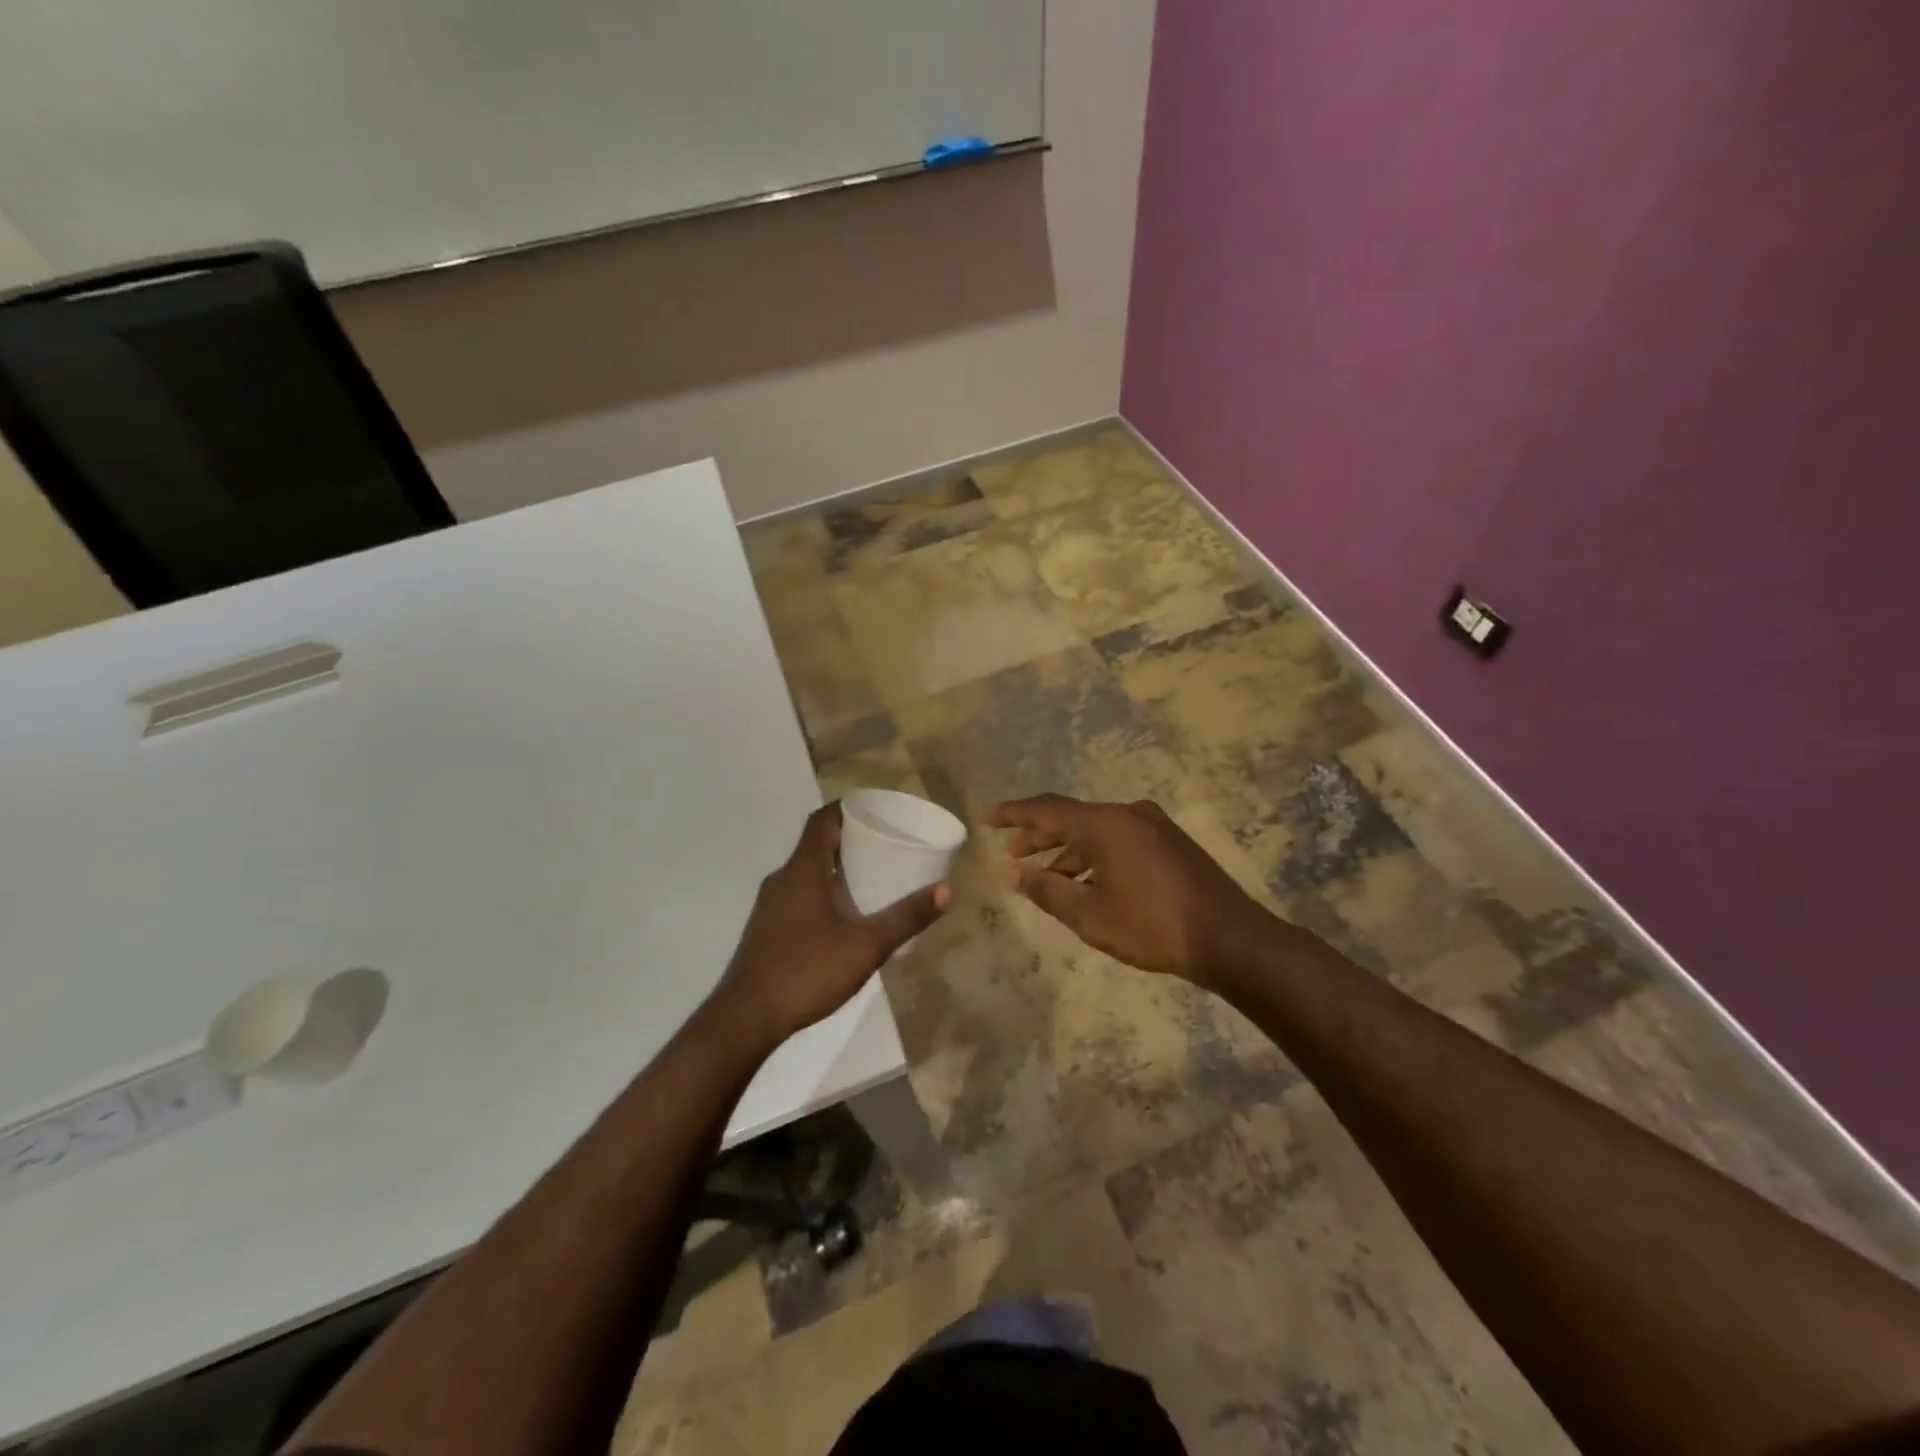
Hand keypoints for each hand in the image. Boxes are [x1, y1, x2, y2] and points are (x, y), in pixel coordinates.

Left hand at [711, 802, 951, 1048]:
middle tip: (887, 846)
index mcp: (802, 870)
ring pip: (807, 872)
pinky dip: (823, 892)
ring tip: (873, 879)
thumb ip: (905, 917)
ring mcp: (770, 905)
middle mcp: (782, 879)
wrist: (746, 1019)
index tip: (878, 811)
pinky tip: (845, 917)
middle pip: (816, 844)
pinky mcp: (767, 929)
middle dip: (850, 840)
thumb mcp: (866, 945)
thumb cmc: (806, 971)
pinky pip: (799, 895)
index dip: (848, 809)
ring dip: (836, 869)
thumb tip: (946, 890)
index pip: (822, 820)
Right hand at [990, 794, 1277, 985]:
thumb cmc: (1152, 926)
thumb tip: (1017, 874)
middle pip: (1072, 818)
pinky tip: (1087, 882)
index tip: (987, 818)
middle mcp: (1129, 814)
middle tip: (1012, 855)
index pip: (1047, 809)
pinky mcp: (1169, 843)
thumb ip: (1048, 891)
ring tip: (1045, 877)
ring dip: (1068, 851)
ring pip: (1097, 832)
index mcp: (1106, 824)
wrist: (1230, 938)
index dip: (1013, 814)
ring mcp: (1153, 826)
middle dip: (1039, 836)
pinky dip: (1095, 857)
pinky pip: (1119, 841)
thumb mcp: (1090, 915)